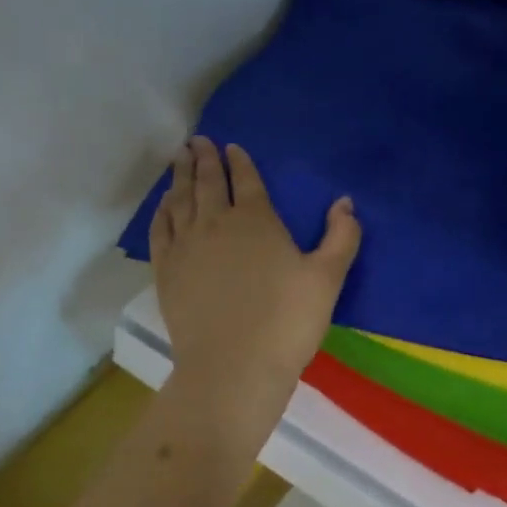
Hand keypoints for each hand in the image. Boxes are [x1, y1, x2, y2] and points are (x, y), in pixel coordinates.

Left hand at [150, 137, 360, 430]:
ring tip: (178, 156)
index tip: (231, 146)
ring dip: (179, 175)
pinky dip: (161, 210)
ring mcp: (186, 246)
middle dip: (203, 158)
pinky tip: (163, 203)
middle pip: (207, 182)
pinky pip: (160, 229)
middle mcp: (215, 223)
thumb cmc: (287, 322)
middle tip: (197, 140)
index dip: (239, 161)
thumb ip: (341, 237)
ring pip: (180, 199)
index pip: (245, 180)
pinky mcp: (166, 270)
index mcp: (256, 220)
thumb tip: (345, 202)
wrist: (233, 367)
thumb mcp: (327, 279)